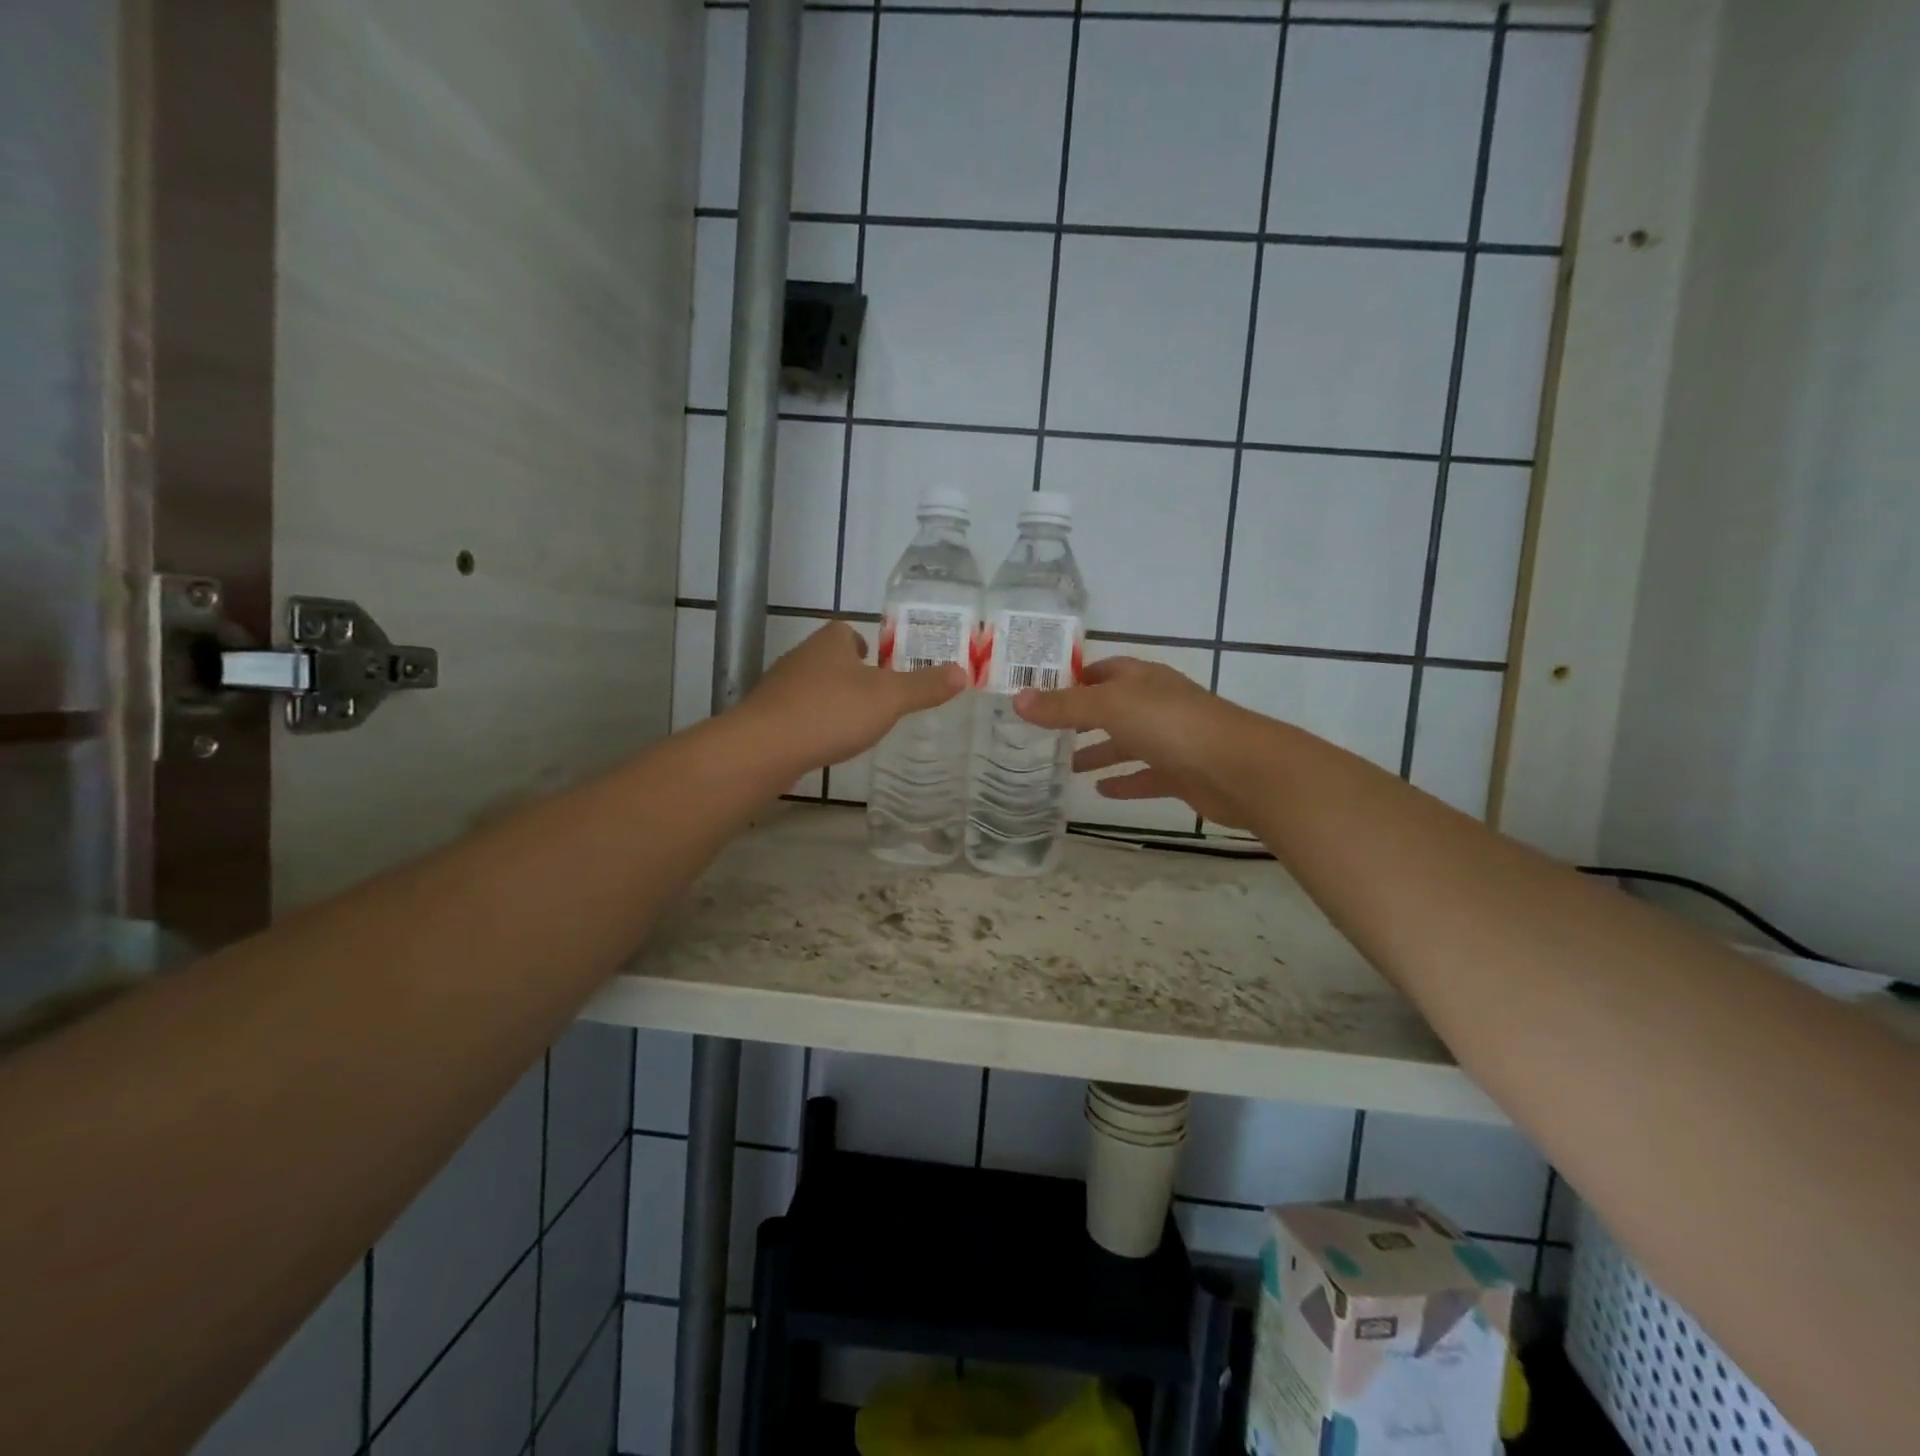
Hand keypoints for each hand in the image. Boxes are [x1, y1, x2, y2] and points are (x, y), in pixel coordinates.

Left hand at [735, 621, 966, 772]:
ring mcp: (779, 688)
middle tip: (873, 695)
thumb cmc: (831, 712)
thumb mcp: (889, 699)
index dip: (863, 643)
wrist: (765, 747)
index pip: (846, 632)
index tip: (877, 662)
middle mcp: (801, 658)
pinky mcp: (766, 717)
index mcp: (830, 643)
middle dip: (848, 673)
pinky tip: (824, 742)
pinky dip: (811, 722)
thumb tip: (963, 673)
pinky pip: (796, 713)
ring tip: (852, 721)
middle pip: (828, 658)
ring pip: (811, 686)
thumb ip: (924, 687)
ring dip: (829, 698)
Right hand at [1012, 657, 1254, 826]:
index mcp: (1142, 680)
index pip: (1102, 671)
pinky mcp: (1182, 774)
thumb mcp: (1110, 707)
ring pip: (1127, 743)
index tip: (1039, 692)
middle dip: (1081, 718)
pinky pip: (1145, 776)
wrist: (1239, 769)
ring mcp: (1172, 740)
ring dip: (1099, 752)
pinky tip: (1100, 792)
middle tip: (1044, 733)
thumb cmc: (1172, 725)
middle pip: (1112, 707)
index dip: (1073, 678)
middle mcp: (1156, 704)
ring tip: (1065, 767)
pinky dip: (1124, 782)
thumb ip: (1064, 706)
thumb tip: (1017, 698)